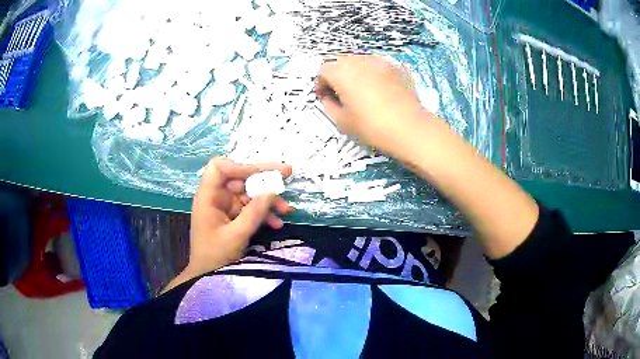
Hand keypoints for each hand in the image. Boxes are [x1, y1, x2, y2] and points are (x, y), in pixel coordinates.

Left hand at [163, 158, 291, 291]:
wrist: (207, 277)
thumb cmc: (215, 257)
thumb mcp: (235, 236)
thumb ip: (254, 213)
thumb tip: (272, 192)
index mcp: (208, 197)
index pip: (220, 168)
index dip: (240, 166)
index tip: (263, 173)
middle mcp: (216, 197)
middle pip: (239, 178)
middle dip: (263, 180)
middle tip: (287, 175)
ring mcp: (225, 207)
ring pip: (248, 194)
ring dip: (268, 200)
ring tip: (287, 210)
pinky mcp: (233, 218)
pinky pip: (250, 208)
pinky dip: (264, 213)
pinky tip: (277, 223)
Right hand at [315, 55, 425, 153]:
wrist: (409, 128)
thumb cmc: (372, 126)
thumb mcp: (342, 121)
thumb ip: (329, 105)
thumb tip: (329, 97)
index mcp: (342, 72)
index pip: (323, 70)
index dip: (321, 83)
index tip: (324, 96)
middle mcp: (359, 60)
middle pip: (341, 62)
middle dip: (337, 75)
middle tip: (340, 93)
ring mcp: (379, 61)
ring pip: (359, 61)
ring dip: (354, 72)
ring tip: (360, 90)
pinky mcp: (395, 67)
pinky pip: (376, 66)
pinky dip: (372, 74)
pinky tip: (378, 89)